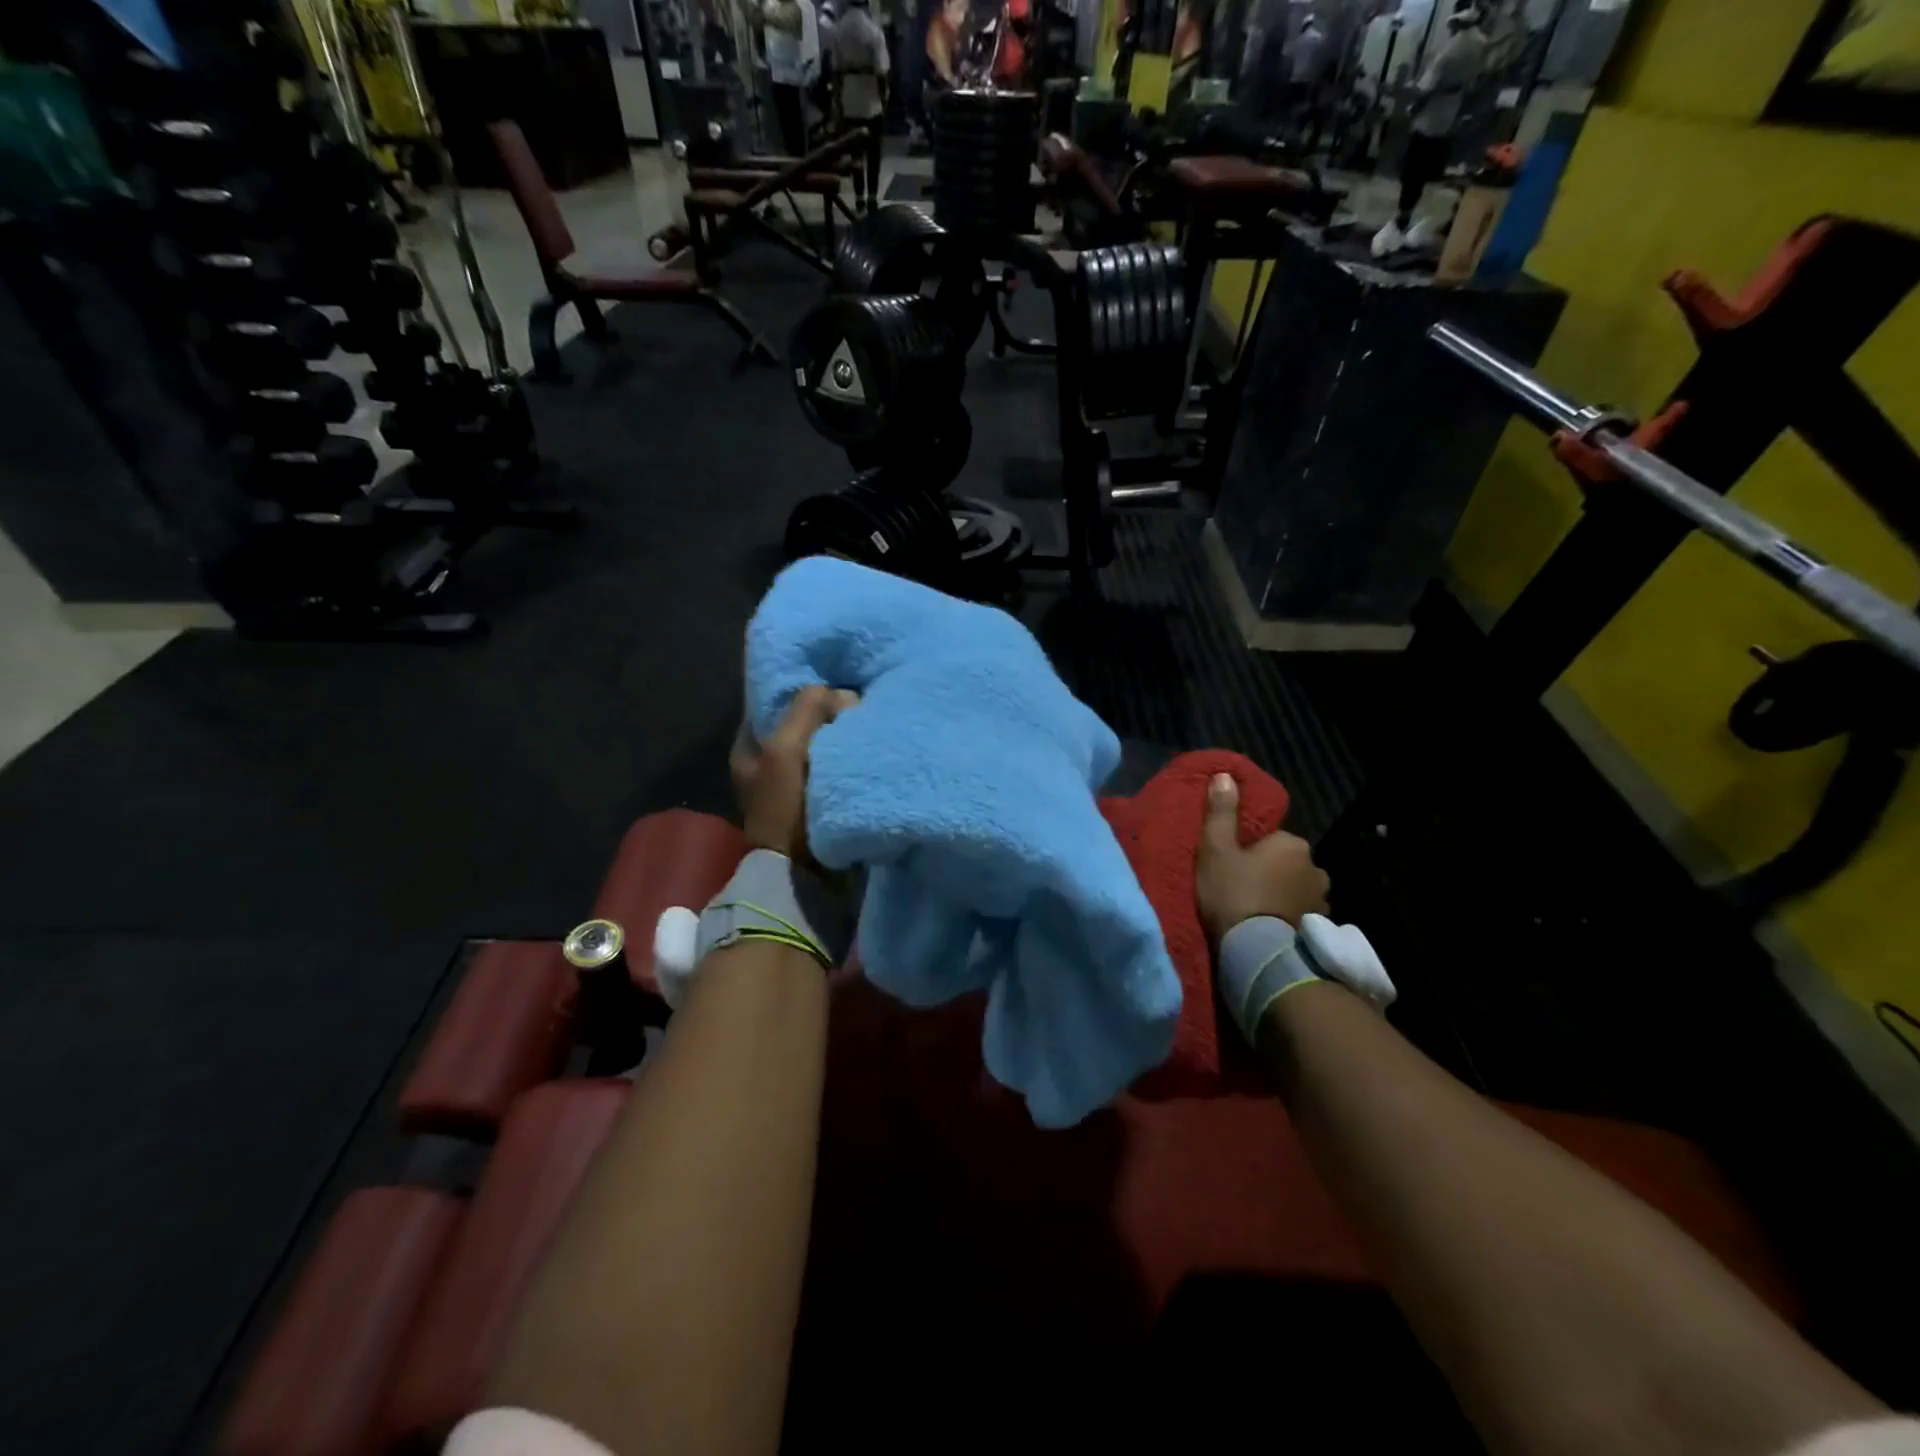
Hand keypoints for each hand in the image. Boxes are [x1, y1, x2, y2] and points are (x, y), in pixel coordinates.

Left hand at [731, 685, 856, 862]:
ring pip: (822, 745)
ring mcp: (794, 785)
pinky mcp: (819, 801)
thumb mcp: (786, 750)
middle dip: (827, 714)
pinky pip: (837, 767)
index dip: (801, 691)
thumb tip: (841, 694)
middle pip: (802, 724)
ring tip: (866, 723)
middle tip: (854, 705)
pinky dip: (850, 758)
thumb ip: (807, 710)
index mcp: (749, 748)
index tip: (832, 685)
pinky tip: (867, 749)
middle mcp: (768, 764)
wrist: (804, 874)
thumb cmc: (785, 808)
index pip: (774, 703)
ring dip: (842, 737)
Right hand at [1195, 771, 1329, 939]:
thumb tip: (1226, 775)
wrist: (1256, 952)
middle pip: (1288, 863)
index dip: (1251, 851)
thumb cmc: (1233, 892)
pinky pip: (1301, 913)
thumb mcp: (1216, 848)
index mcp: (1292, 844)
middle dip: (1272, 872)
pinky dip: (1289, 917)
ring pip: (1297, 888)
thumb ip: (1222, 812)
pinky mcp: (1320, 928)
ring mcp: (1321, 900)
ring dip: (1283, 895)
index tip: (1233, 866)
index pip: (1272, 839)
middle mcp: (1316, 867)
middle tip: (1243, 888)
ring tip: (1257, 911)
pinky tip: (1271, 928)